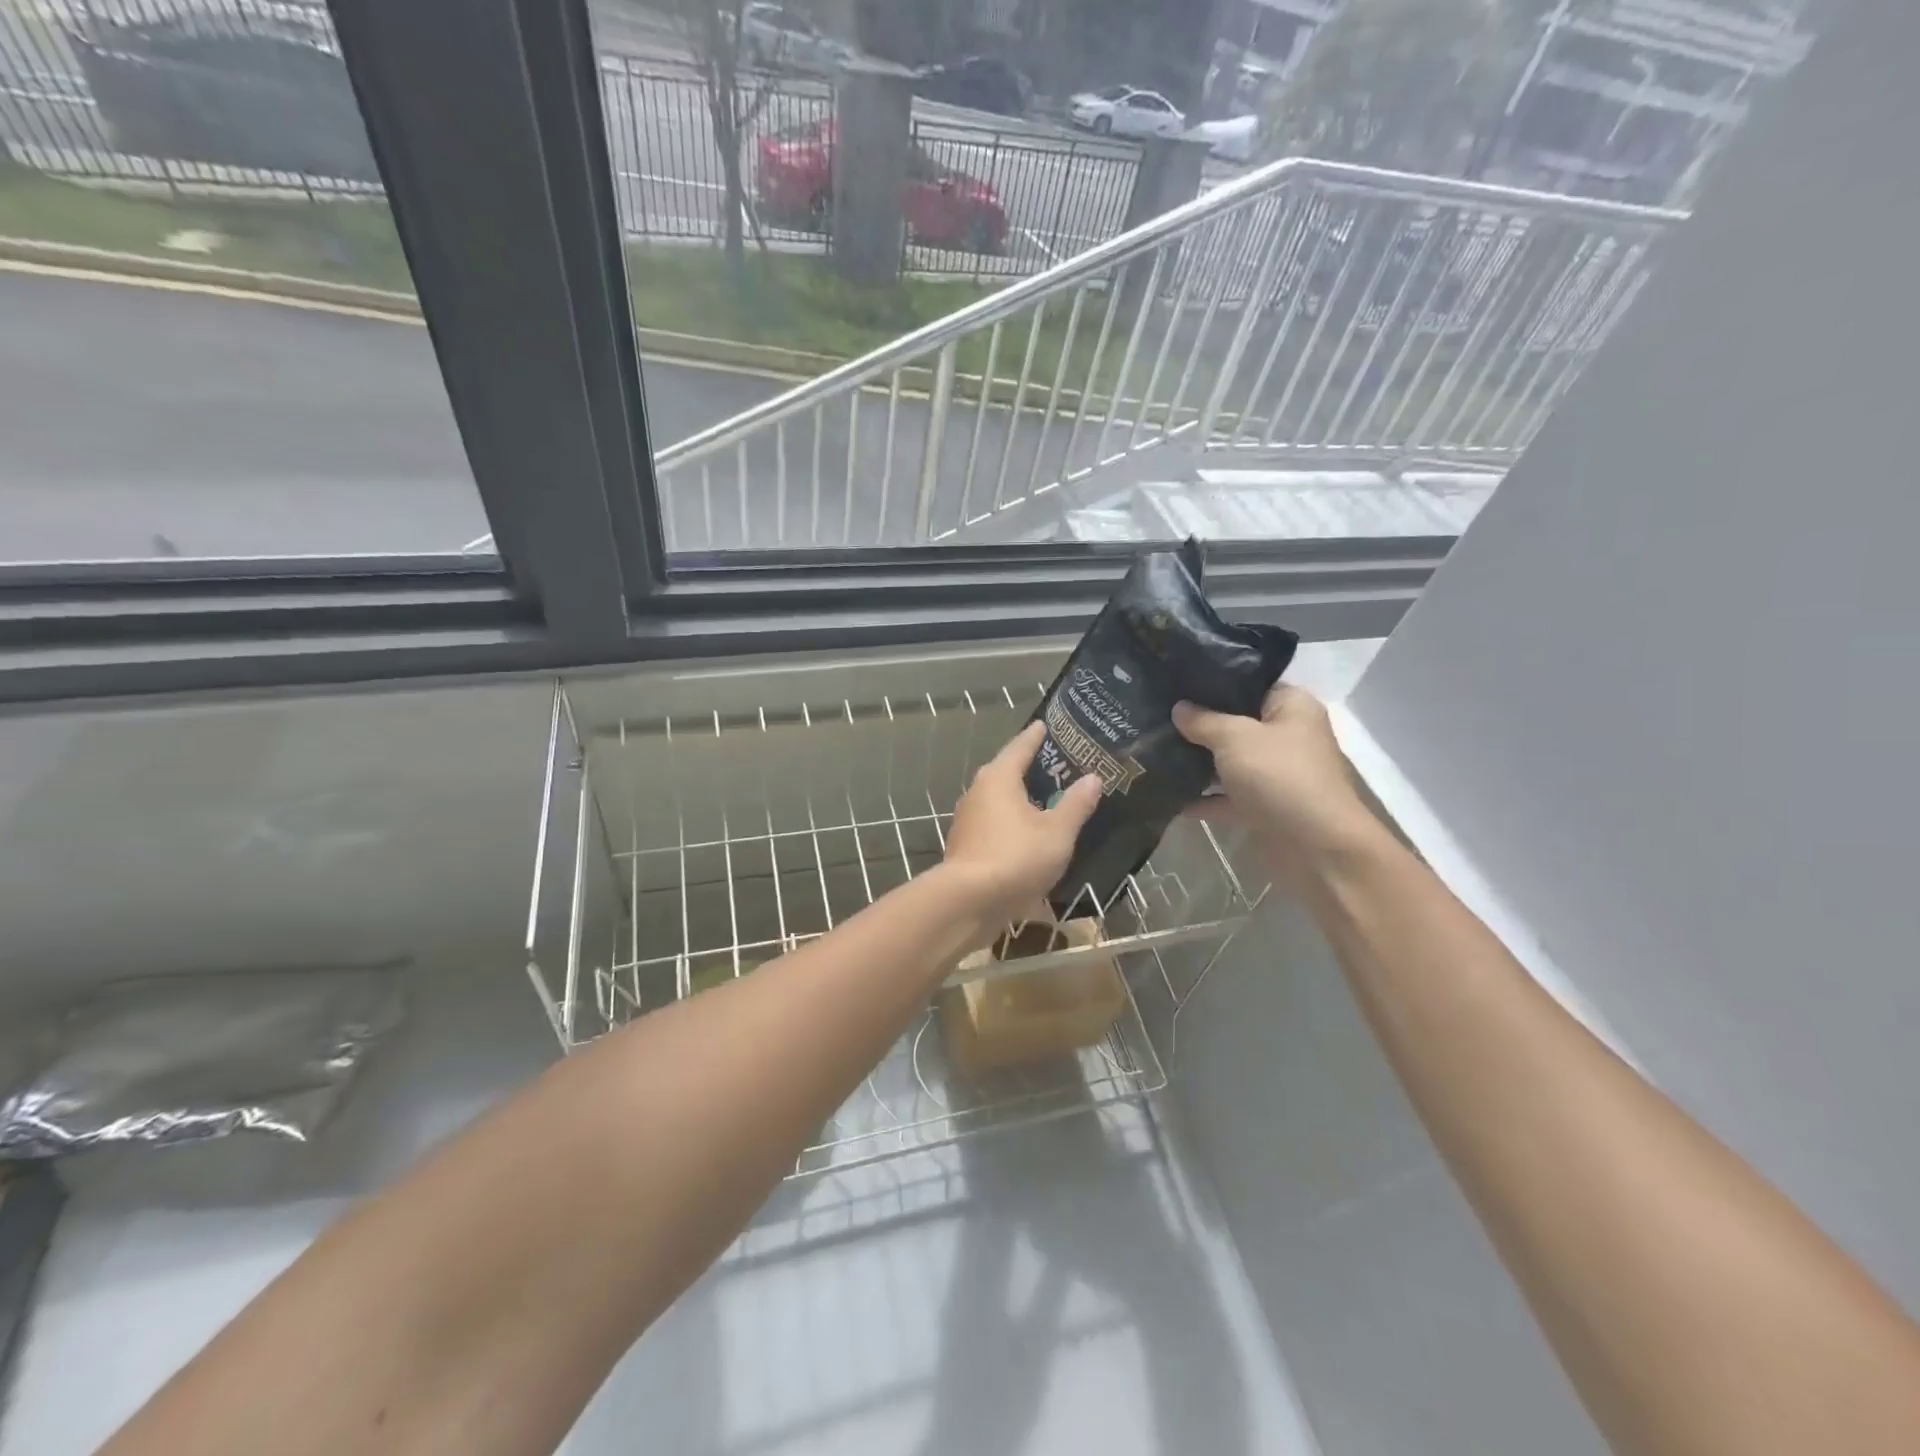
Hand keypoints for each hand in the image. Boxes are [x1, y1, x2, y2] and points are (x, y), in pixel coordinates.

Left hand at [941, 721, 1102, 925]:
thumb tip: (1092, 778)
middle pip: (1006, 772)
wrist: (968, 902)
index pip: (1020, 747)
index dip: (1036, 736)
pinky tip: (1029, 835)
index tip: (1046, 725)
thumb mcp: (1057, 832)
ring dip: (1021, 799)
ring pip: (999, 801)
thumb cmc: (1015, 857)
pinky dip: (1012, 824)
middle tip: (1057, 766)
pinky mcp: (966, 846)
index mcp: (999, 778)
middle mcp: (978, 792)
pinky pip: (995, 825)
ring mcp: (968, 820)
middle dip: (1030, 769)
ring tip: (1048, 801)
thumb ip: (1075, 805)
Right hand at [1173, 685, 1377, 878]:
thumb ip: (1203, 720)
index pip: (1249, 684)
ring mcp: (1274, 774)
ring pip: (1229, 762)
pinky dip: (1203, 799)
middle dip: (1198, 725)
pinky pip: (1226, 797)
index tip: (1174, 684)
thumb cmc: (1279, 776)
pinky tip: (1168, 796)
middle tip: (1155, 717)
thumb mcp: (1234, 737)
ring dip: (1198, 763)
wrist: (1316, 847)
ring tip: (1153, 752)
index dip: (1213, 683)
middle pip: (1236, 724)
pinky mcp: (1263, 807)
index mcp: (1291, 707)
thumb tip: (1179, 708)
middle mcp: (1286, 737)